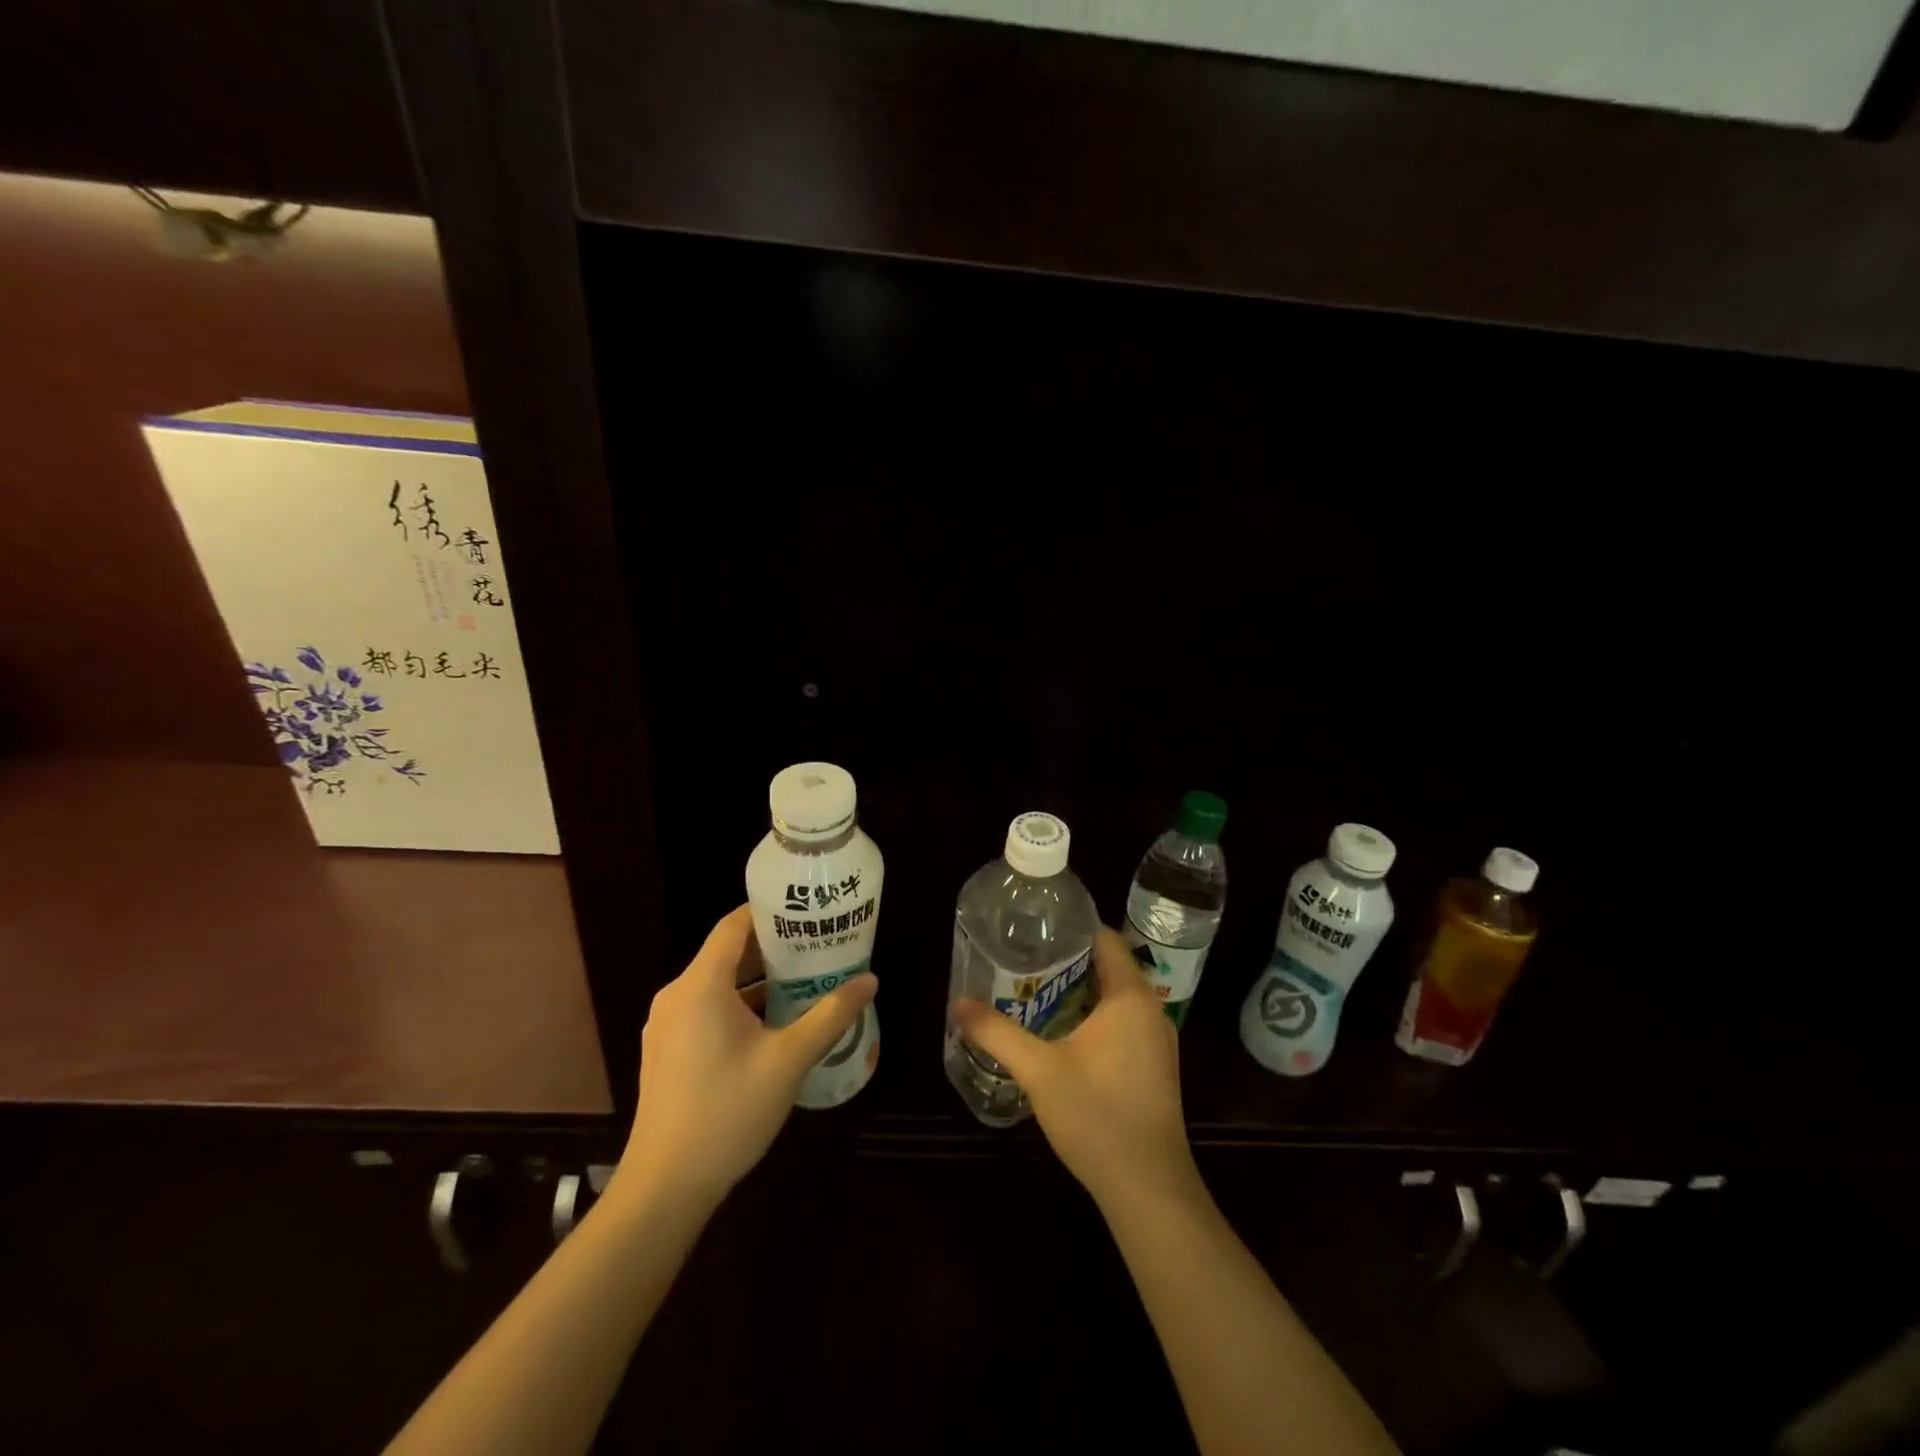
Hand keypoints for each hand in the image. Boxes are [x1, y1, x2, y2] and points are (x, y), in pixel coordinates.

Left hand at [615, 904, 876, 1210]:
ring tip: (805, 979)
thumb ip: (831, 1016)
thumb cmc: (727, 1112)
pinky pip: (707, 1009)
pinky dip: (740, 1004)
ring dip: (758, 979)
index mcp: (700, 985)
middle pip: (727, 953)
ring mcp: (667, 1026)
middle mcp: (677, 996)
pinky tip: (775, 1023)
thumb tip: (870, 981)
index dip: (769, 912)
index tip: (807, 910)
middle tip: (818, 944)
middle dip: (773, 947)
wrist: (664, 1187)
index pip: (734, 925)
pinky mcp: (667, 1051)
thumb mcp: (789, 1060)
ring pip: (718, 984)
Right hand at [951, 927, 1198, 1211]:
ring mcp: (1158, 1041)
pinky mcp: (1156, 1067)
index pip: (1105, 939)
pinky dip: (1096, 1017)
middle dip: (1068, 960)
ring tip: (1036, 990)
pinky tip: (1063, 1034)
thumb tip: (957, 1003)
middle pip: (1109, 967)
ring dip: (1081, 991)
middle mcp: (1151, 1010)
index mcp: (1130, 997)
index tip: (1035, 928)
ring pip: (1116, 998)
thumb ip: (996, 1032)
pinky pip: (1124, 1023)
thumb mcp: (1038, 1070)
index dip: (1071, 928)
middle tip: (1025, 958)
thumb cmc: (1096, 1116)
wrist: (1148, 1188)